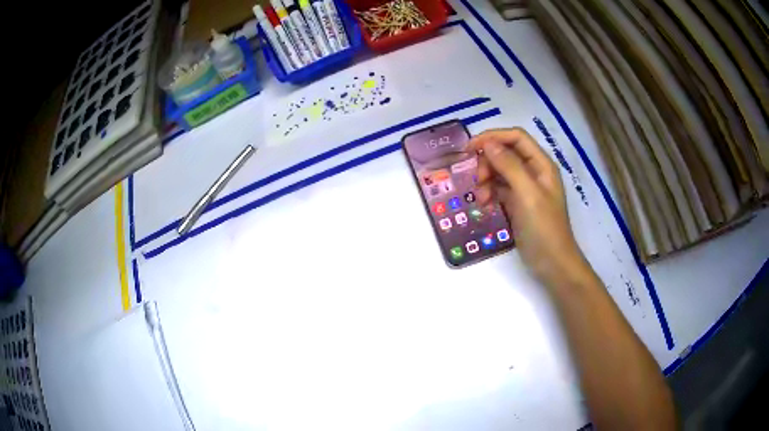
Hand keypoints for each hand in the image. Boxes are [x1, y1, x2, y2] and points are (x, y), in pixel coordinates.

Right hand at [470, 128, 587, 286]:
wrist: (552, 263)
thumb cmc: (544, 228)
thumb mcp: (527, 194)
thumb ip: (509, 166)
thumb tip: (487, 144)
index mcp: (541, 164)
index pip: (515, 137)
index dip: (492, 137)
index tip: (469, 148)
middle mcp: (533, 171)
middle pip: (505, 152)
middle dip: (488, 162)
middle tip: (477, 181)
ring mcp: (525, 188)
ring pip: (499, 171)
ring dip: (486, 179)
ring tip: (481, 198)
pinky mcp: (517, 203)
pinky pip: (499, 188)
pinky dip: (489, 192)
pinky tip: (485, 204)